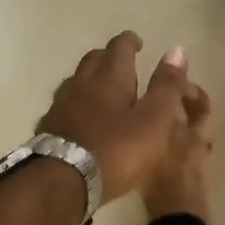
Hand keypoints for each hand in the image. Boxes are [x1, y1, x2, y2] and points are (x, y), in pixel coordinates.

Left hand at [37, 32, 195, 202]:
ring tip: (102, 89)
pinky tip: (80, 118)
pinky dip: (76, 105)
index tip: (138, 42)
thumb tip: (176, 50)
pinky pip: (64, 106)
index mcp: (110, 77)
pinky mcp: (48, 129)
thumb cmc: (117, 150)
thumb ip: (166, 86)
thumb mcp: (154, 120)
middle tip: (122, 63)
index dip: (130, 42)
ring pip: (75, 81)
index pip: (119, 48)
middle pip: (93, 60)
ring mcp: (60, 106)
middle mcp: (82, 84)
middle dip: (108, 57)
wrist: (63, 181)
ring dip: (90, 80)